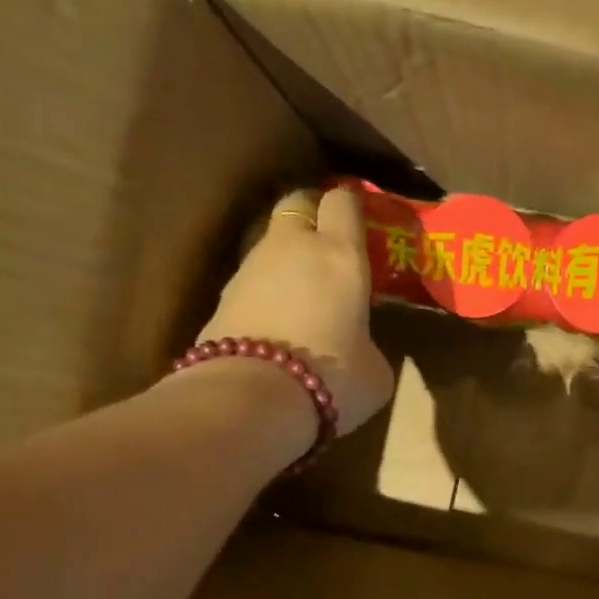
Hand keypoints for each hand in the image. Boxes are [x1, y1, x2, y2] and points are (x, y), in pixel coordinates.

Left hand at [198, 186, 395, 435]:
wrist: (254, 398)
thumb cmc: (333, 377)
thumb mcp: (376, 369)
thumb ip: (370, 344)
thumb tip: (359, 346)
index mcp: (341, 254)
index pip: (344, 201)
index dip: (354, 205)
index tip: (365, 220)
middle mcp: (293, 247)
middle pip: (298, 203)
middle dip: (314, 213)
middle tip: (331, 243)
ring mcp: (250, 268)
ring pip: (271, 241)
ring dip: (288, 256)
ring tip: (306, 291)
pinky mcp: (222, 296)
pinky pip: (252, 279)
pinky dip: (267, 290)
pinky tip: (279, 321)